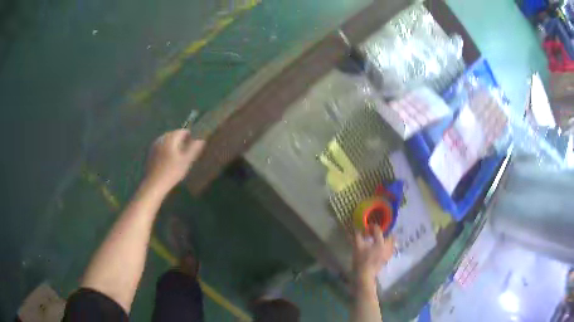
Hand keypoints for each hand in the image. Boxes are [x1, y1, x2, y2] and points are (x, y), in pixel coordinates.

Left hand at [144, 129, 204, 192]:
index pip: (182, 131)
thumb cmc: (172, 172)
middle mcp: (161, 138)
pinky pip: (161, 147)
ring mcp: (154, 145)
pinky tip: (169, 160)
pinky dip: (166, 150)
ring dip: (173, 145)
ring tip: (179, 155)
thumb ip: (194, 149)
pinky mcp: (150, 153)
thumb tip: (201, 140)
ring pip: (167, 141)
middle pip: (173, 135)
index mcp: (170, 138)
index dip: (190, 136)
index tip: (194, 144)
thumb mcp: (186, 161)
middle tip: (187, 150)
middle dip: (181, 140)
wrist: (154, 184)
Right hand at [353, 226, 393, 283]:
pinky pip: (391, 249)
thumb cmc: (361, 260)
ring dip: (387, 239)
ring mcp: (388, 253)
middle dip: (384, 232)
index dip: (373, 227)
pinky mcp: (387, 258)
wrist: (364, 275)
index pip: (378, 230)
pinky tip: (381, 247)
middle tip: (376, 233)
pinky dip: (387, 246)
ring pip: (392, 242)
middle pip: (390, 235)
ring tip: (379, 239)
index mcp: (380, 242)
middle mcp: (387, 246)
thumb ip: (358, 236)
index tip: (368, 227)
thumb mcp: (357, 247)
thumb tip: (357, 228)